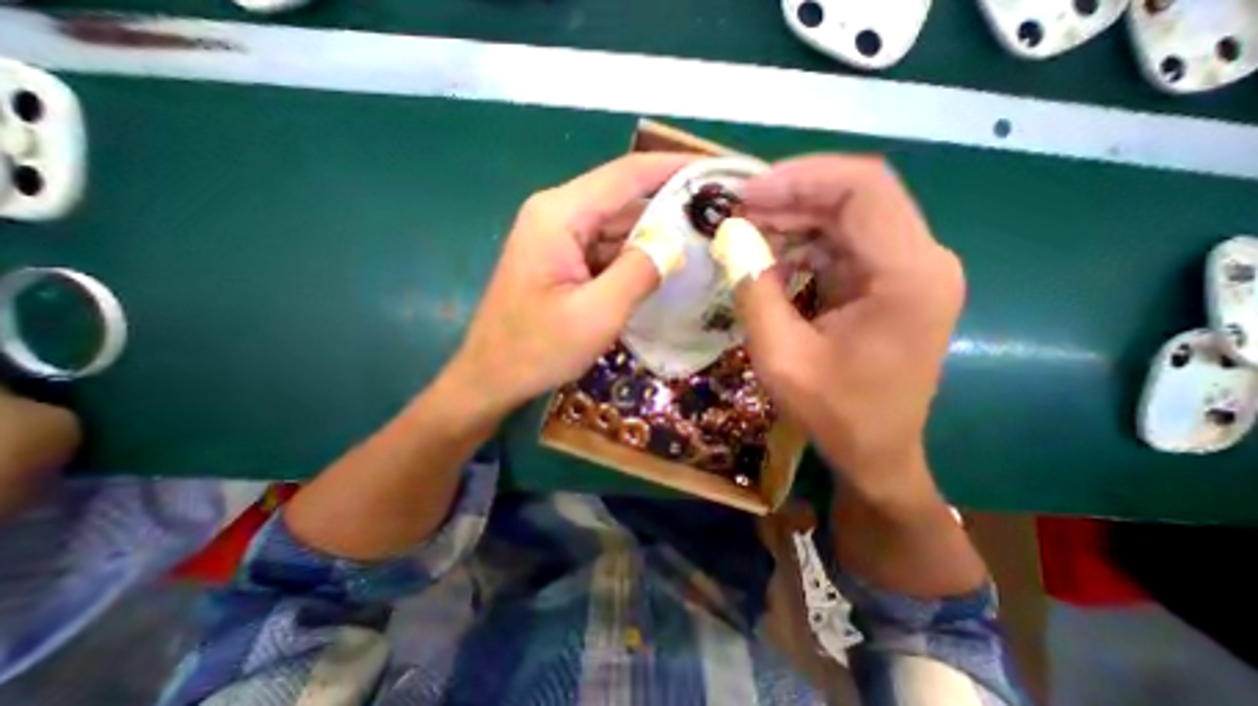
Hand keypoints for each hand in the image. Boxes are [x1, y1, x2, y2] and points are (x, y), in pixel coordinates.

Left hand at [449, 151, 697, 412]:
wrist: (492, 377)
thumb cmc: (537, 349)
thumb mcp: (596, 314)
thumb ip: (639, 272)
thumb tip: (675, 244)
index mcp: (560, 215)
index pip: (627, 175)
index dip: (674, 168)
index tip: (716, 169)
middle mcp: (558, 215)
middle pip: (623, 198)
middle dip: (670, 204)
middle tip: (719, 214)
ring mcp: (559, 238)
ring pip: (617, 225)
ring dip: (655, 233)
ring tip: (703, 239)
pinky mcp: (563, 260)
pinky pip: (607, 249)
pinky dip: (636, 255)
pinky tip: (665, 266)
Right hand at [738, 156, 966, 496]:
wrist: (875, 451)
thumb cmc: (834, 412)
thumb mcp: (781, 355)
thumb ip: (754, 292)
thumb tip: (731, 239)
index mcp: (907, 274)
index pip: (862, 188)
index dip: (799, 178)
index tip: (746, 194)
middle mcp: (920, 260)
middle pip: (854, 198)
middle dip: (790, 198)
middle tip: (737, 213)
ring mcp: (907, 271)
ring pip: (846, 219)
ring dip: (793, 222)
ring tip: (746, 236)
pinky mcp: (889, 283)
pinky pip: (842, 247)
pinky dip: (802, 246)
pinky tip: (770, 262)